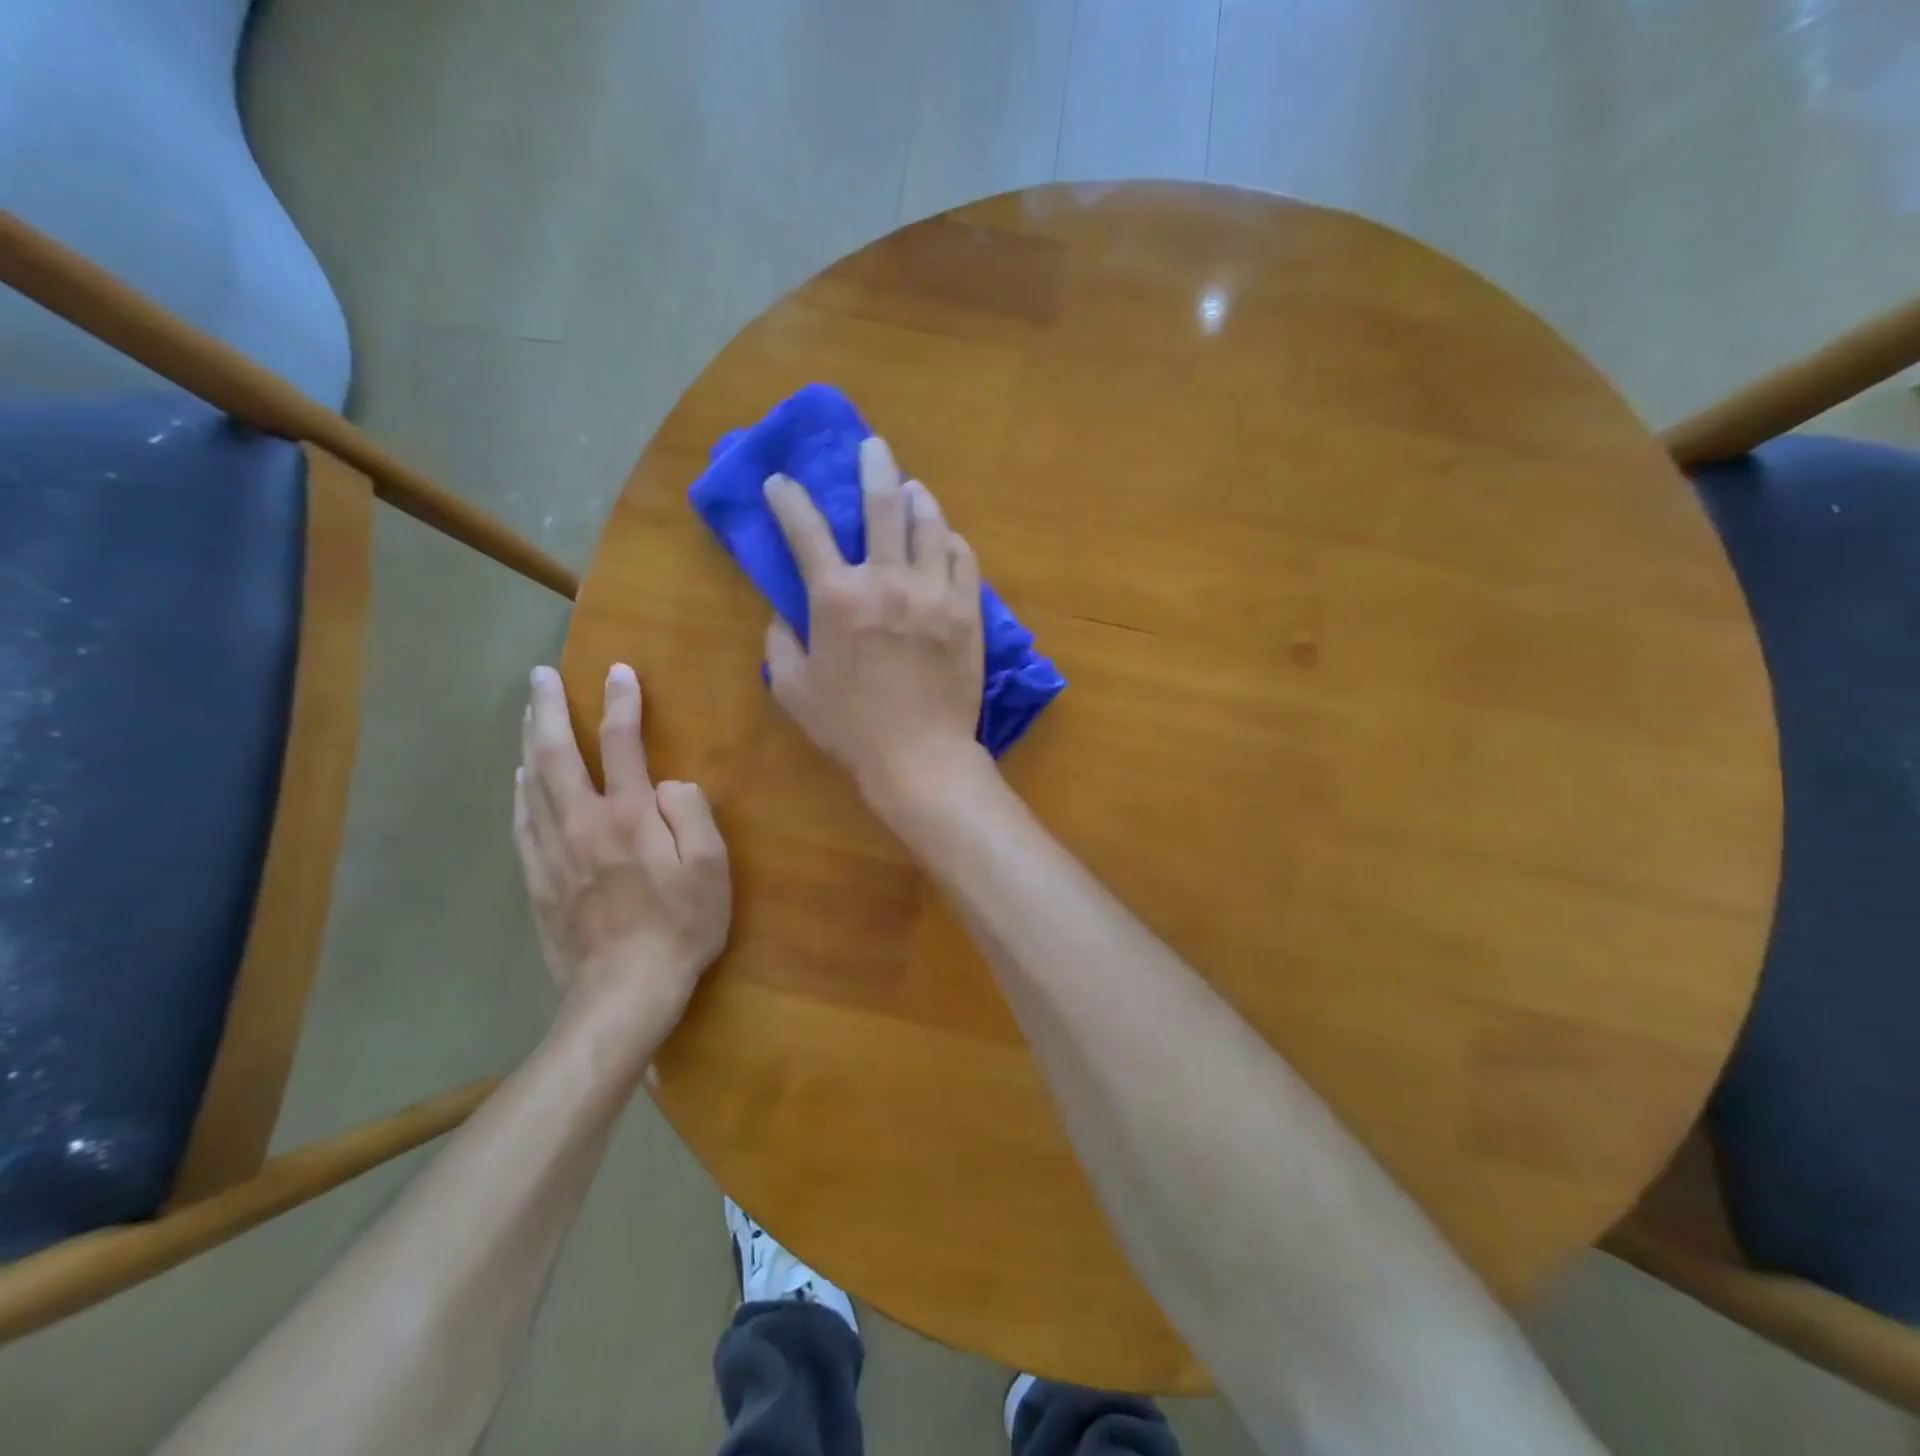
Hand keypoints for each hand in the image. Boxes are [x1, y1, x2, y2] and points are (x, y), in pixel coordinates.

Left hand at [514, 663, 730, 1034]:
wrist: (624, 990)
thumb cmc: (681, 926)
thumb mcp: (712, 867)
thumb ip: (692, 813)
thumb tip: (667, 784)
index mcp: (630, 815)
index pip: (623, 743)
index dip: (622, 702)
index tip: (618, 670)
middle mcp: (584, 822)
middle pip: (557, 754)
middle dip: (549, 709)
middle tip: (540, 675)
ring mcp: (553, 851)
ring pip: (532, 783)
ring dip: (529, 741)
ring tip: (527, 713)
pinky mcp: (537, 879)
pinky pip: (522, 823)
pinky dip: (519, 792)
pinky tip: (519, 778)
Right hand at [763, 437, 991, 814]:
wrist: (919, 756)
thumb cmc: (850, 728)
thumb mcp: (794, 690)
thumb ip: (779, 645)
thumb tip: (781, 614)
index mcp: (837, 597)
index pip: (806, 530)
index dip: (788, 499)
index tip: (780, 482)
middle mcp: (887, 581)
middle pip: (882, 504)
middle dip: (872, 466)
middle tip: (872, 447)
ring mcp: (934, 592)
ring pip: (931, 524)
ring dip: (918, 498)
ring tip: (912, 489)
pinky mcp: (967, 610)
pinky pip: (963, 559)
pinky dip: (951, 542)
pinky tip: (945, 539)